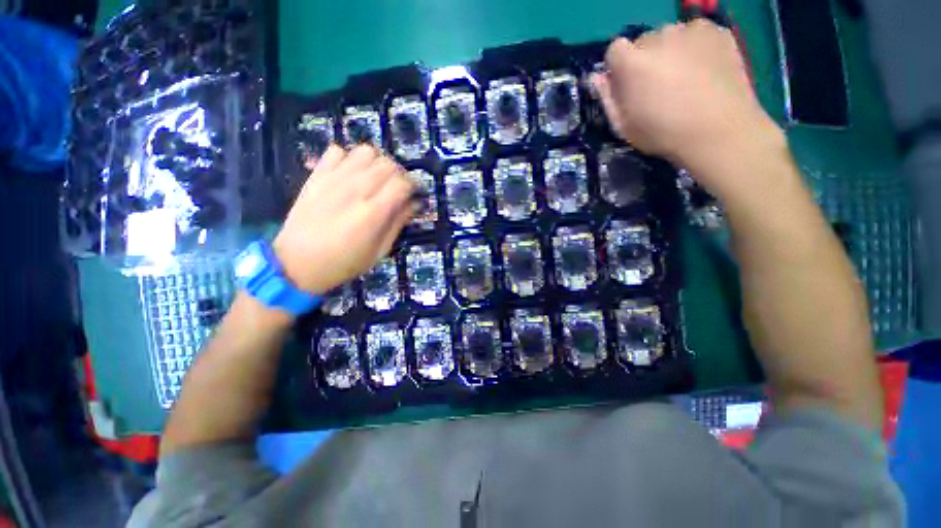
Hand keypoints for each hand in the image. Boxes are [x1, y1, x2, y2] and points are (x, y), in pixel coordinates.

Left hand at [273, 145, 415, 294]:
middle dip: (400, 174)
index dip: (414, 185)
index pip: (403, 182)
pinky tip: (351, 174)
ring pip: (366, 151)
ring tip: (376, 178)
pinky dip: (349, 158)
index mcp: (373, 212)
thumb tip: (415, 203)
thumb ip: (399, 222)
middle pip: (388, 164)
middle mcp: (356, 190)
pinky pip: (337, 150)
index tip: (415, 194)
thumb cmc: (344, 262)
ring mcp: (334, 179)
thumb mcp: (380, 250)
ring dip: (377, 162)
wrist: (297, 262)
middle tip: (398, 188)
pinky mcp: (317, 175)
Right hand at [593, 20, 785, 199]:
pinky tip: (704, 70)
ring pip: (671, 36)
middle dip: (646, 60)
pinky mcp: (718, 31)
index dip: (619, 68)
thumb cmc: (663, 134)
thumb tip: (596, 77)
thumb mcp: (623, 126)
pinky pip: (697, 34)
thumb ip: (607, 98)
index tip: (628, 86)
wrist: (719, 131)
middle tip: (658, 86)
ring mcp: (691, 30)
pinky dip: (695, 48)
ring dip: (671, 52)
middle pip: (644, 42)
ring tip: (684, 78)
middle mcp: (659, 36)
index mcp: (633, 62)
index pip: (614, 50)